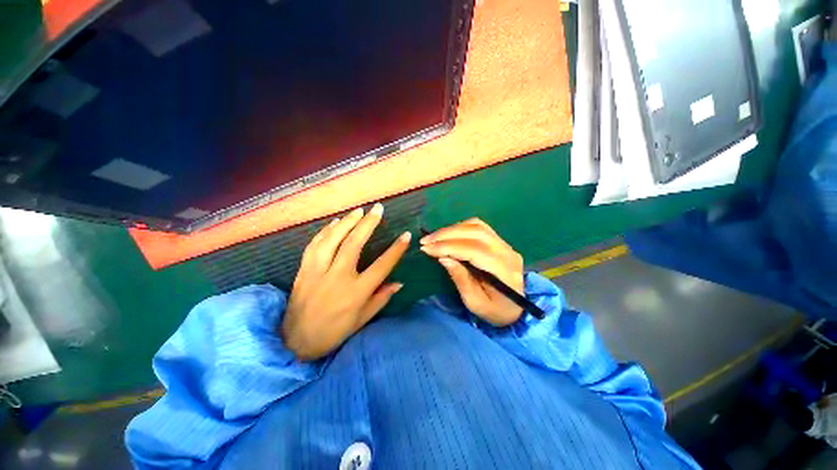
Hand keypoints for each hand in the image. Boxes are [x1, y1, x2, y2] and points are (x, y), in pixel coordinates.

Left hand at [282, 203, 410, 360]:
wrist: (295, 341)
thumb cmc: (334, 332)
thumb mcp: (363, 320)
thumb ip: (381, 298)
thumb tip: (399, 283)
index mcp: (356, 293)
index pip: (382, 266)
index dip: (396, 250)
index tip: (406, 235)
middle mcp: (338, 278)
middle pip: (354, 244)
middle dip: (368, 224)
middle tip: (378, 209)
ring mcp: (318, 272)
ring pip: (332, 240)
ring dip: (347, 222)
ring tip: (359, 211)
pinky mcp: (303, 270)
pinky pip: (315, 244)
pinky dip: (326, 231)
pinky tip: (335, 222)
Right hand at [420, 218, 523, 326]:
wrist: (516, 308)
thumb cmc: (495, 310)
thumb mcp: (475, 303)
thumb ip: (460, 279)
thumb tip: (443, 258)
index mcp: (504, 272)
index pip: (474, 250)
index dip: (449, 247)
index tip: (427, 248)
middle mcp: (507, 252)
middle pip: (476, 232)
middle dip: (447, 234)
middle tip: (426, 241)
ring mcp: (505, 244)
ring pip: (477, 226)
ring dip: (452, 229)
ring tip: (434, 238)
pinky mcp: (500, 241)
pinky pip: (479, 227)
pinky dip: (461, 227)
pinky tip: (448, 235)